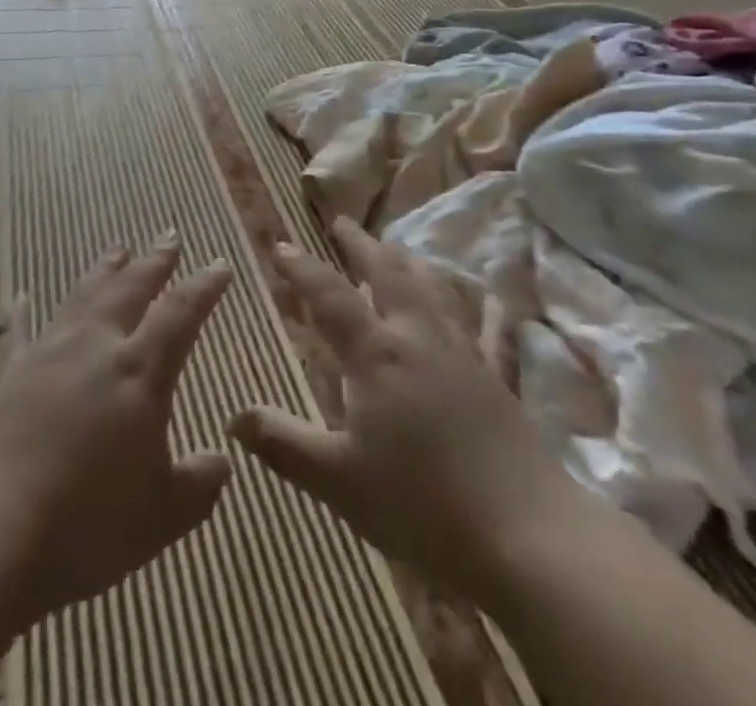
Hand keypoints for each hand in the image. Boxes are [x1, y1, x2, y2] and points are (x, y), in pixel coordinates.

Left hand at [0, 237, 234, 627]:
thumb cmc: (85, 526)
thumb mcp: (161, 518)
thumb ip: (198, 485)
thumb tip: (222, 462)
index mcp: (138, 373)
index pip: (180, 314)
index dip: (204, 286)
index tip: (220, 263)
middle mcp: (93, 348)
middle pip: (129, 290)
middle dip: (153, 262)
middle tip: (169, 236)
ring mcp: (45, 356)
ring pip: (81, 297)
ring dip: (103, 271)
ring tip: (117, 248)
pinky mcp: (4, 376)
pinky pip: (15, 333)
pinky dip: (19, 313)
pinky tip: (19, 296)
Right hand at [230, 219, 580, 597]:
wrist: (523, 534)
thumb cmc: (420, 503)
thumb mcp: (337, 480)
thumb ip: (283, 444)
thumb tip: (232, 417)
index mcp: (375, 353)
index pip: (329, 295)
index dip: (301, 268)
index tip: (280, 244)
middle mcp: (418, 337)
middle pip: (386, 273)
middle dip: (360, 244)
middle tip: (341, 222)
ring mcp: (464, 353)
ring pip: (435, 290)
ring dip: (411, 263)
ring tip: (398, 247)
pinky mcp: (499, 379)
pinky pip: (493, 334)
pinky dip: (489, 311)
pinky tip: (492, 297)